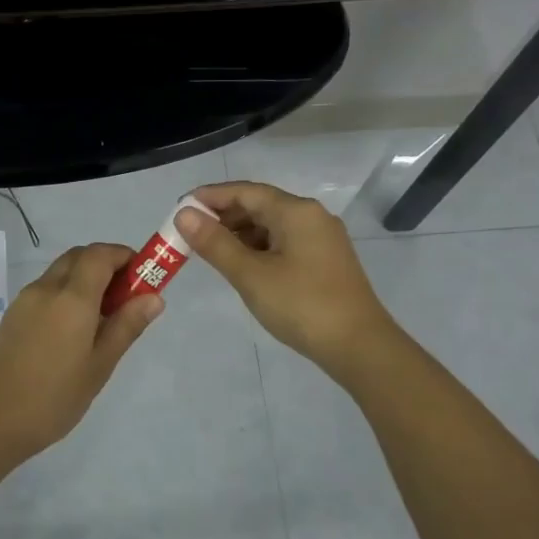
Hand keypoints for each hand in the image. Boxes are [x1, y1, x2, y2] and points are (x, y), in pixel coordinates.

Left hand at [0, 243, 162, 463]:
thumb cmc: (52, 399)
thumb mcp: (99, 367)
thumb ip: (126, 327)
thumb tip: (154, 297)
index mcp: (71, 298)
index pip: (100, 254)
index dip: (126, 256)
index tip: (145, 277)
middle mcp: (46, 289)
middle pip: (79, 257)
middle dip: (107, 265)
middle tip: (127, 298)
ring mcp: (24, 301)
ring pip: (61, 273)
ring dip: (87, 279)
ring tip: (105, 319)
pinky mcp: (12, 317)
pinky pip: (46, 291)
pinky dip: (68, 294)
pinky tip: (76, 331)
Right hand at [177, 182, 396, 375]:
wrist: (359, 346)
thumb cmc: (301, 305)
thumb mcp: (251, 275)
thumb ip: (215, 243)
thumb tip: (184, 214)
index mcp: (296, 211)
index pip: (246, 191)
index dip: (211, 197)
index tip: (180, 208)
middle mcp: (312, 216)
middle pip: (260, 205)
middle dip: (224, 216)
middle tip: (190, 234)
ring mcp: (322, 239)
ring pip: (273, 225)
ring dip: (240, 234)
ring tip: (211, 251)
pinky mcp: (325, 261)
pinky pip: (285, 242)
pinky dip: (259, 248)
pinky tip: (243, 266)